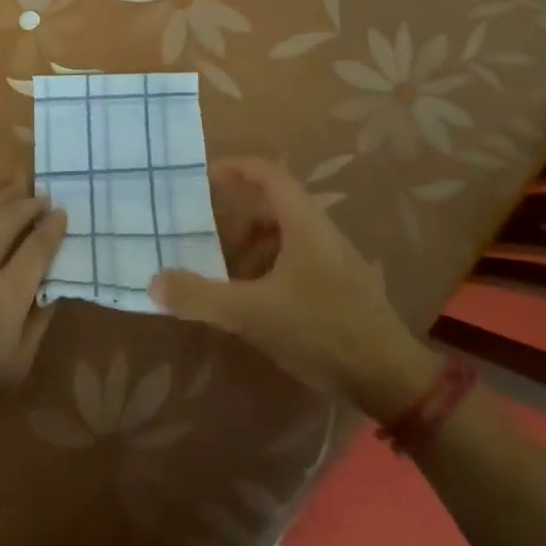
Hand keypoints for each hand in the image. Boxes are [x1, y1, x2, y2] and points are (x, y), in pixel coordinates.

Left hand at [0, 185, 66, 484]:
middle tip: (41, 198)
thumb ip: (37, 322)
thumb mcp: (16, 371)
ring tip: (12, 188)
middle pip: (7, 220)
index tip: (62, 214)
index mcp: (7, 295)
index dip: (53, 226)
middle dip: (29, 205)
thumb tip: (53, 288)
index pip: (39, 246)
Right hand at [150, 155, 437, 423]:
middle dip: (240, 220)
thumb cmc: (320, 330)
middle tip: (210, 239)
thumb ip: (202, 296)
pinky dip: (273, 269)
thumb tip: (155, 282)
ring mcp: (338, 259)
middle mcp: (322, 231)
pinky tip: (261, 305)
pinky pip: (301, 260)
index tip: (207, 176)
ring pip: (289, 236)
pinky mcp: (344, 286)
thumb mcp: (252, 314)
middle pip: (276, 206)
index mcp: (304, 222)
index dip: (237, 168)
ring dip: (256, 249)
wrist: (390, 377)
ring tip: (230, 278)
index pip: (269, 174)